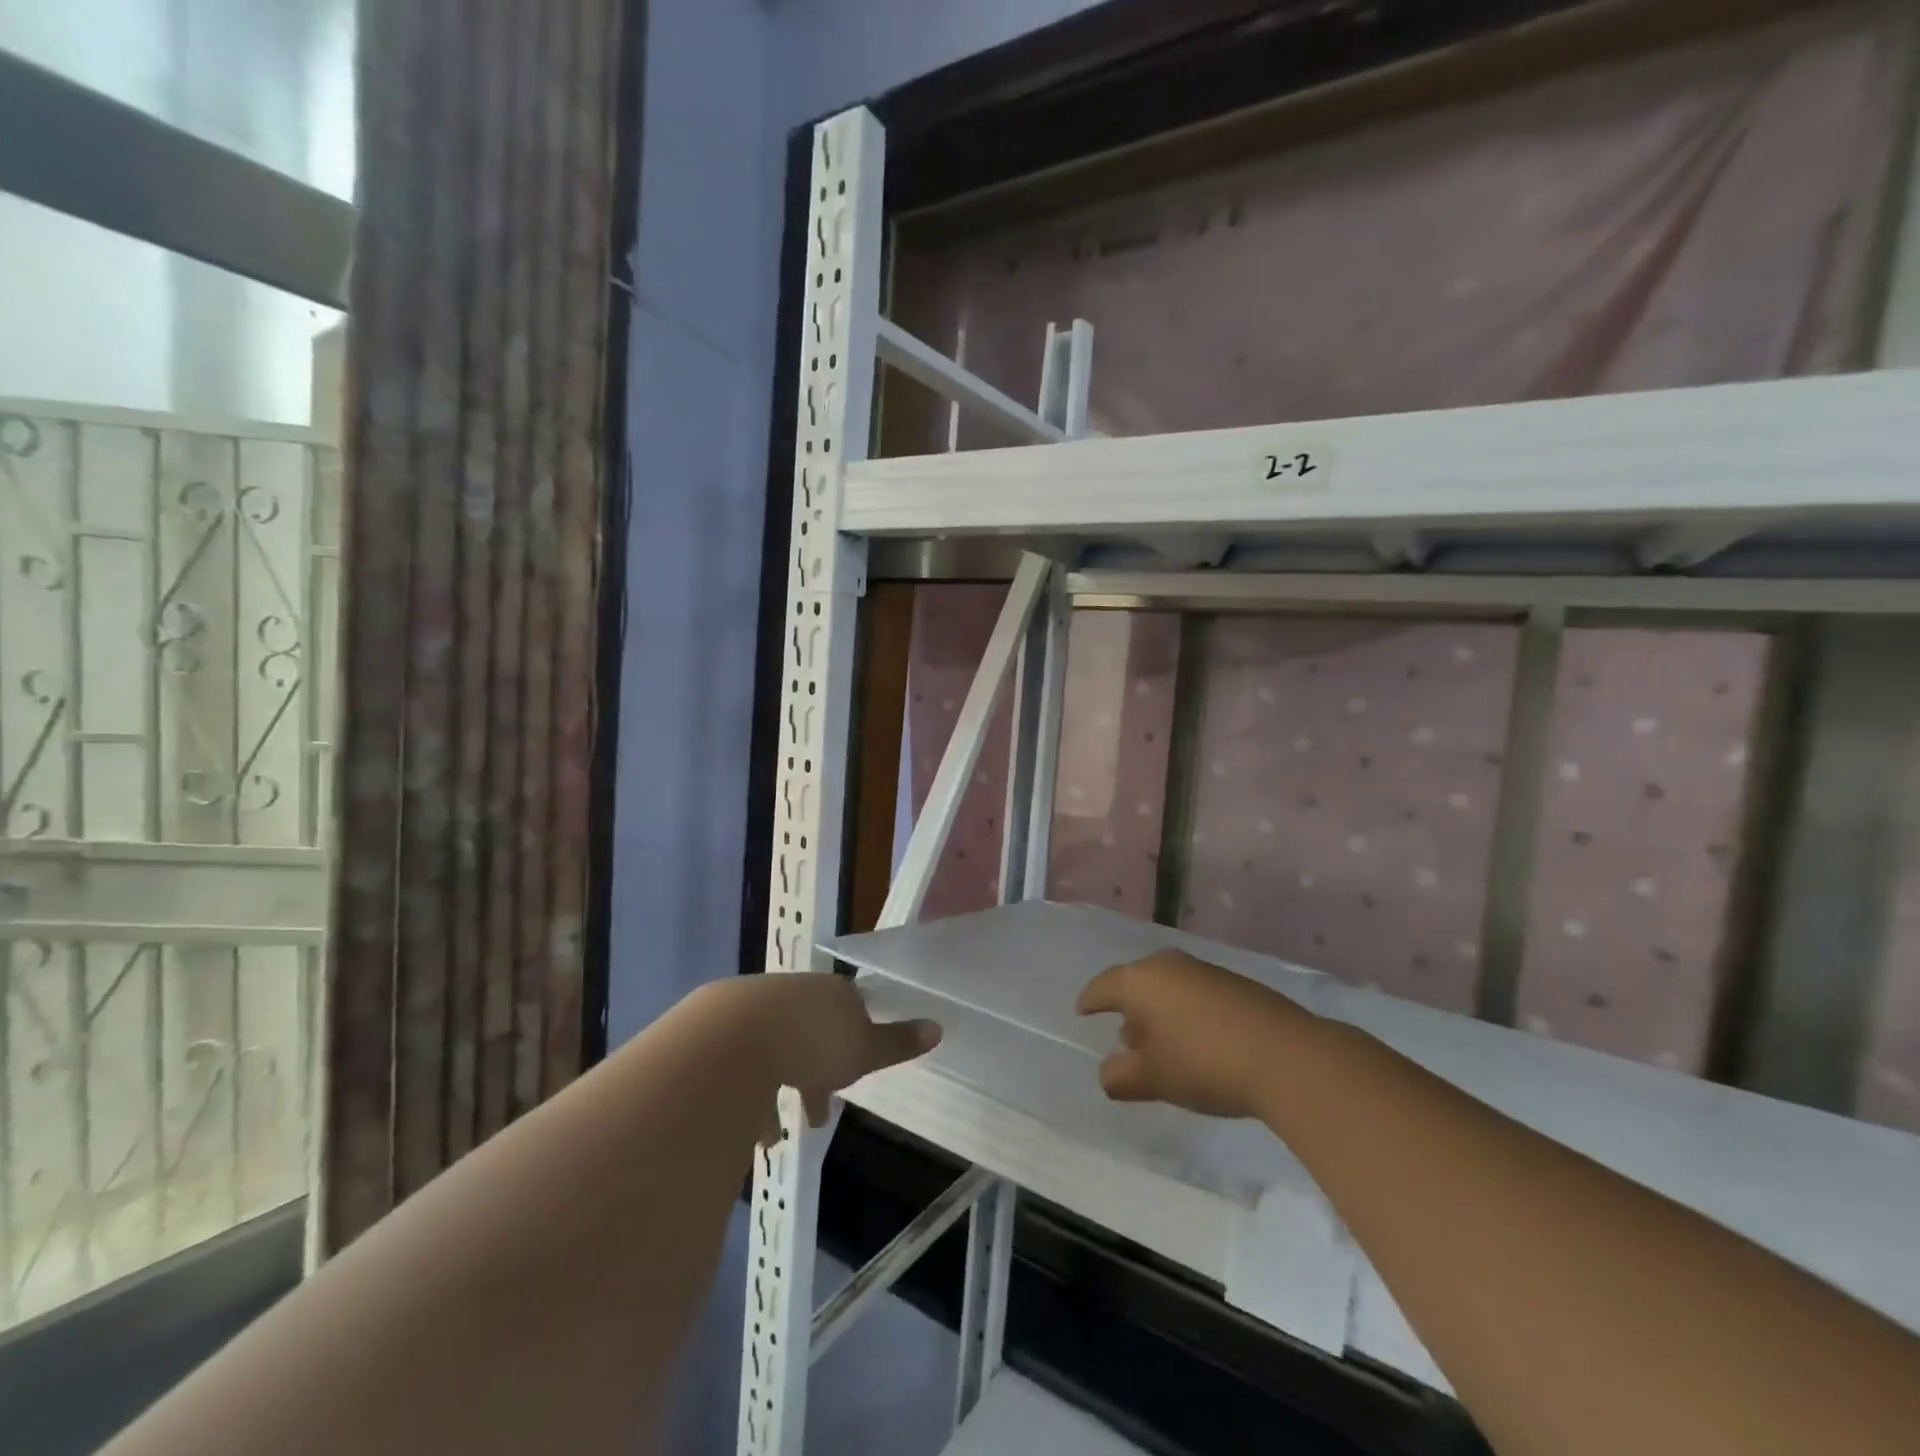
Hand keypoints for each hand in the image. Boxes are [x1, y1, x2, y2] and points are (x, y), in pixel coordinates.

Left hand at [698, 974, 939, 1129]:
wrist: (733, 1040)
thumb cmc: (812, 1043)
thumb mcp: (864, 1049)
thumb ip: (898, 1043)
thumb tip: (938, 1027)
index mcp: (831, 993)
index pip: (850, 1011)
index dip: (854, 1045)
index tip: (852, 1077)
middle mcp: (794, 994)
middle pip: (810, 1031)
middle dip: (814, 1072)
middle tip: (816, 1113)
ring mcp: (753, 1008)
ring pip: (773, 1049)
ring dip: (777, 1089)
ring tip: (774, 1134)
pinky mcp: (719, 1030)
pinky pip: (740, 1065)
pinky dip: (747, 1097)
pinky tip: (748, 1132)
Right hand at [1076, 949, 1313, 1119]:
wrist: (1286, 1056)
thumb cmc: (1203, 1063)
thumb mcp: (1152, 1079)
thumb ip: (1120, 1077)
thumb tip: (1108, 1072)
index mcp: (1140, 980)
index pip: (1103, 986)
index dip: (1090, 1000)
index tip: (1082, 1011)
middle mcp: (1169, 966)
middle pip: (1137, 983)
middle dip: (1128, 1008)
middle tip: (1124, 1036)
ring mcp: (1205, 971)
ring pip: (1169, 988)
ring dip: (1160, 1012)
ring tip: (1161, 1043)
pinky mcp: (1236, 985)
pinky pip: (1196, 995)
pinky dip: (1187, 1014)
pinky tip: (1198, 1041)